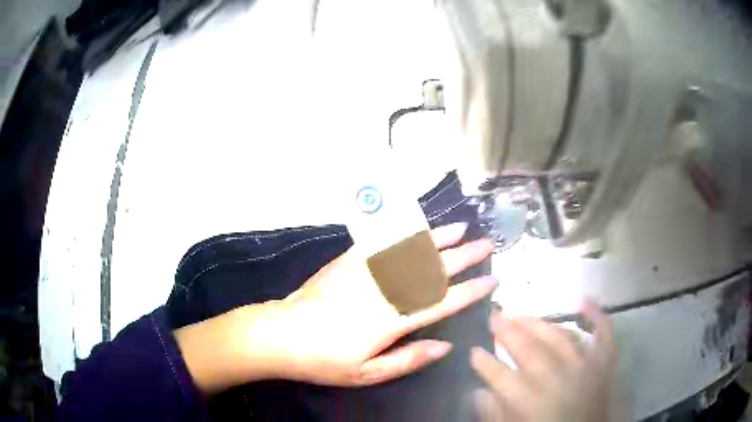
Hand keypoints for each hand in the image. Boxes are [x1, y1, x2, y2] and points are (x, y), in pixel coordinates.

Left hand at [176, 223, 496, 392]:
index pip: (443, 302)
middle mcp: (385, 290)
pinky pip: (382, 243)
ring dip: (438, 238)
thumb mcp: (368, 374)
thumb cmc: (325, 360)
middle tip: (486, 245)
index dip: (471, 291)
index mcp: (392, 321)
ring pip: (410, 250)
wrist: (282, 334)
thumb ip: (410, 359)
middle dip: (464, 257)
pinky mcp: (349, 261)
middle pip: (432, 270)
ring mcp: (366, 271)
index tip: (492, 281)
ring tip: (461, 228)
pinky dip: (404, 233)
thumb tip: (446, 346)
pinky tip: (417, 227)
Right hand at [470, 304, 616, 421]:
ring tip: (523, 315)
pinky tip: (586, 301)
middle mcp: (557, 378)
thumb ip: (495, 413)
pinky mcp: (604, 363)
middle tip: (494, 316)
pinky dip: (597, 317)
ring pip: (560, 337)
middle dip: (508, 332)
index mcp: (530, 400)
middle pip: (529, 349)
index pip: (499, 375)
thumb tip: (478, 393)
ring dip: (540, 324)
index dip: (483, 362)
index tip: (473, 351)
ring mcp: (584, 366)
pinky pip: (603, 335)